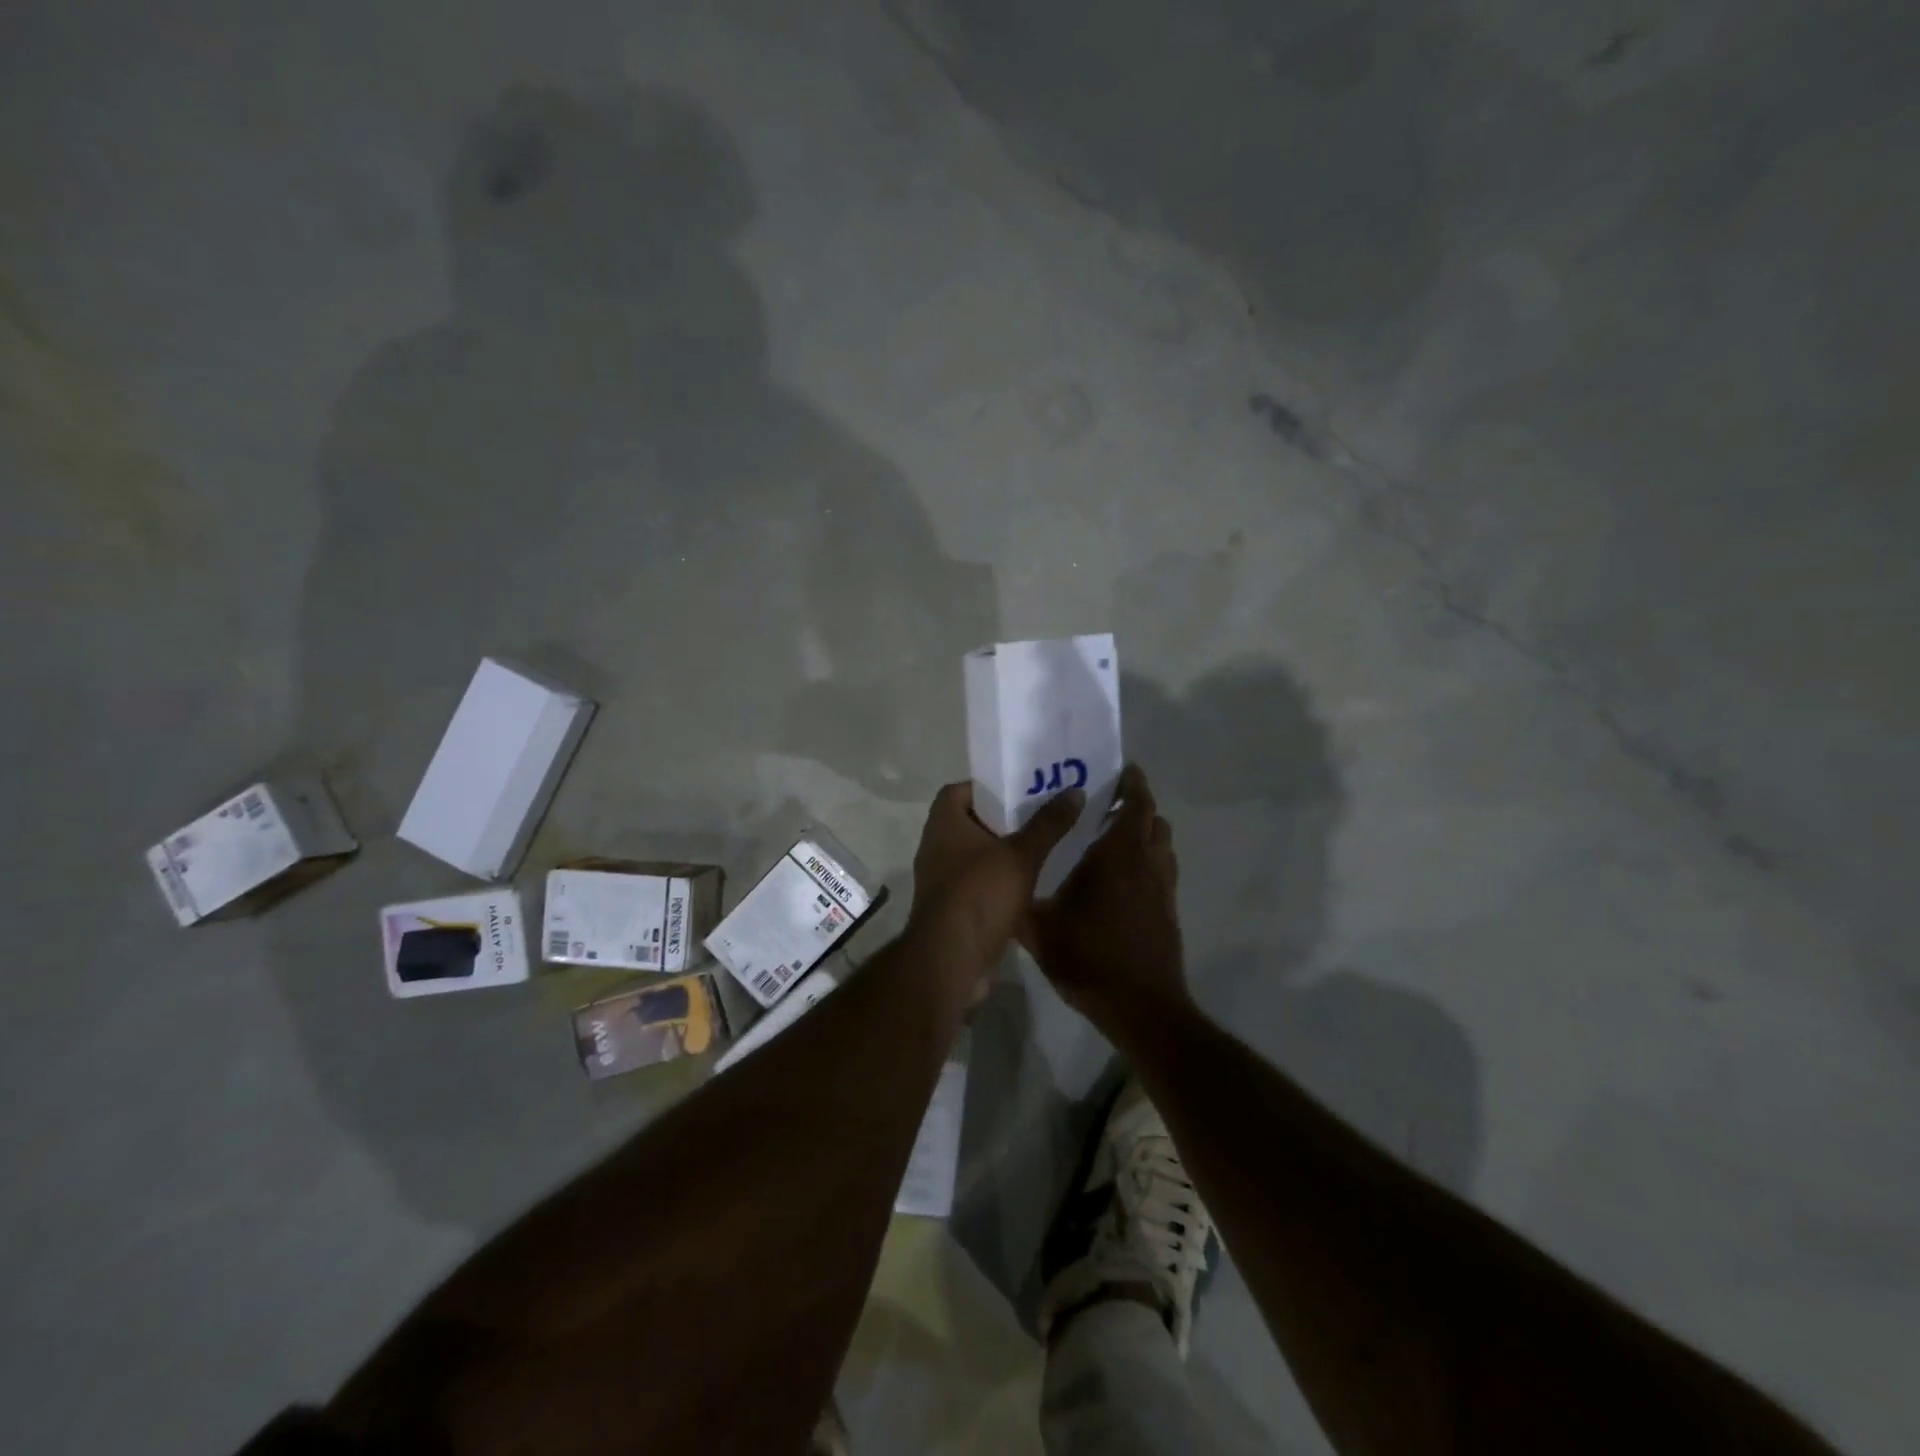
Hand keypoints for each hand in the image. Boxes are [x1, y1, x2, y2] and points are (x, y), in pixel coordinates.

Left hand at [908, 782, 1085, 975]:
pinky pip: (975, 884)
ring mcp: (939, 879)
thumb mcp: (1022, 855)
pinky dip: (996, 881)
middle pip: (969, 822)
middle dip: (1002, 820)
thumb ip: (1048, 824)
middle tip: (1039, 817)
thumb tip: (1075, 791)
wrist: (951, 958)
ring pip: (973, 855)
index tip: (1019, 791)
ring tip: (1040, 849)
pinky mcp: (949, 908)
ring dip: (1001, 853)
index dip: (988, 787)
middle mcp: (935, 846)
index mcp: (944, 823)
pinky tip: (1028, 886)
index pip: (960, 790)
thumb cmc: (981, 893)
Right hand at [1022, 764, 1187, 1037]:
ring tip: (1116, 834)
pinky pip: (1163, 869)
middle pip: (1154, 820)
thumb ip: (1019, 900)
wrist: (1141, 1007)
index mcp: (1116, 856)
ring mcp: (1162, 888)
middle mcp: (1146, 863)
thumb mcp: (1039, 930)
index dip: (1133, 783)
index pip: (1136, 804)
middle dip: (1137, 804)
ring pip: (1163, 844)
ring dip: (1146, 831)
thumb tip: (1000, 879)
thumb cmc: (1089, 958)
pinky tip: (1123, 877)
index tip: (1121, 770)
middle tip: (1109, 801)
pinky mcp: (1168, 910)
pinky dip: (1149, 858)